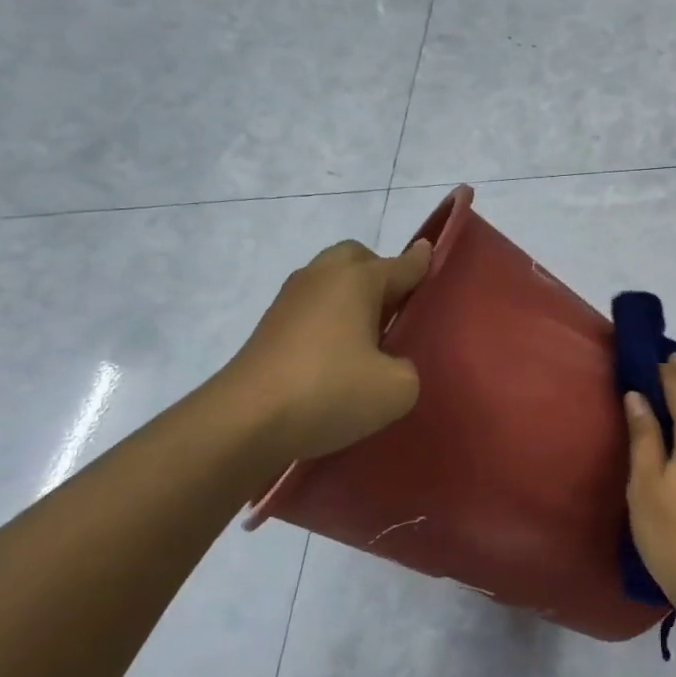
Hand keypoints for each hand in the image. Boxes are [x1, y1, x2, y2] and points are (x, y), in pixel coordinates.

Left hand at [214, 238, 430, 465]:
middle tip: (398, 308)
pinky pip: (311, 310)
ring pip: (330, 283)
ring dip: (351, 298)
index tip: (432, 254)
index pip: (403, 264)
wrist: (243, 422)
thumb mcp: (397, 388)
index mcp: (357, 280)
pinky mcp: (269, 329)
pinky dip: (329, 321)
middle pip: (357, 258)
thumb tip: (389, 365)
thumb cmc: (329, 391)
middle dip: (380, 272)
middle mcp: (322, 278)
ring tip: (370, 337)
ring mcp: (289, 301)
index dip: (422, 262)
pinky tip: (339, 357)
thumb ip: (409, 368)